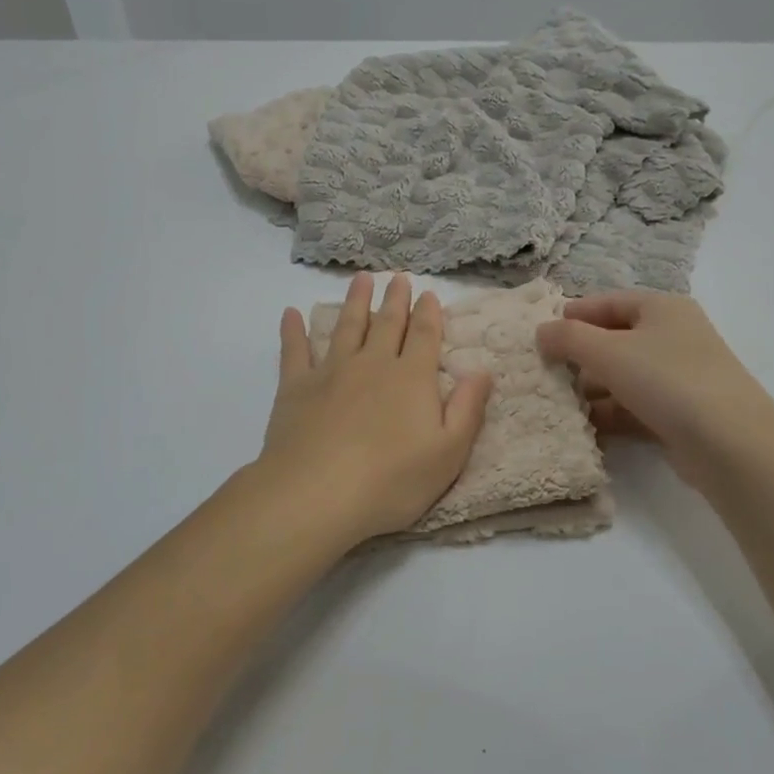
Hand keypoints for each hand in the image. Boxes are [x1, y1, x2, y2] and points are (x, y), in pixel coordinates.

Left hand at [257, 273, 493, 545]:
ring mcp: (331, 372)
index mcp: (411, 378)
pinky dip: (293, 331)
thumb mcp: (448, 454)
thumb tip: (482, 370)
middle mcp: (372, 364)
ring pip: (346, 327)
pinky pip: (294, 351)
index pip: (423, 336)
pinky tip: (291, 314)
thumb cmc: (391, 481)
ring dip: (355, 302)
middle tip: (398, 279)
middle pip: (386, 324)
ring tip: (360, 279)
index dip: (428, 314)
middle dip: (395, 300)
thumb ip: (467, 409)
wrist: (316, 494)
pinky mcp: (295, 387)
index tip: (429, 295)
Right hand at [536, 289, 773, 488]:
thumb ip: (568, 338)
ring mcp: (678, 377)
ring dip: (591, 388)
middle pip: (614, 339)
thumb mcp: (609, 352)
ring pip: (623, 376)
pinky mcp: (678, 414)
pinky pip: (634, 406)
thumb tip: (541, 332)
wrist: (730, 444)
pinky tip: (582, 427)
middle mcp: (673, 337)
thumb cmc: (667, 380)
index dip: (574, 315)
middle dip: (579, 356)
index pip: (608, 302)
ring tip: (556, 402)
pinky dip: (609, 413)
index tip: (541, 334)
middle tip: (543, 371)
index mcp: (662, 308)